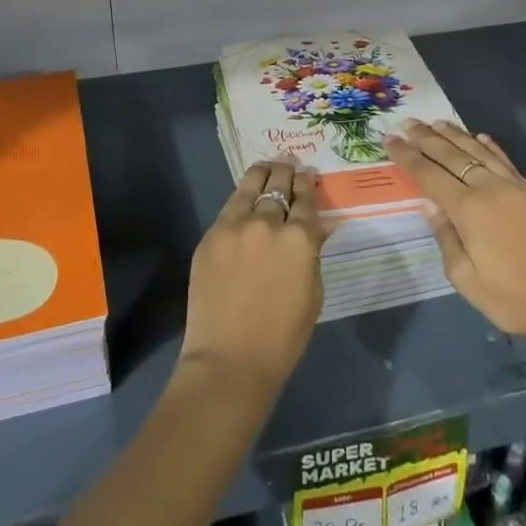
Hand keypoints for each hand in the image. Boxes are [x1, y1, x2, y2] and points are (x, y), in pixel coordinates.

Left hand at [179, 162, 326, 401]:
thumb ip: (312, 254)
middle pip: (279, 185)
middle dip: (287, 173)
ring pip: (250, 186)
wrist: (230, 359)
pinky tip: (245, 196)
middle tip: (289, 166)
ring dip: (263, 174)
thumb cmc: (283, 336)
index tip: (308, 176)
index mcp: (300, 238)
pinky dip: (241, 198)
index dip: (308, 185)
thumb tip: (314, 229)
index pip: (306, 199)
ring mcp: (235, 226)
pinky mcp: (211, 235)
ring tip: (268, 167)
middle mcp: (268, 223)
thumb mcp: (313, 293)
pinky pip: (229, 207)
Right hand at [384, 119, 525, 390]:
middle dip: (426, 138)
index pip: (429, 175)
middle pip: (451, 155)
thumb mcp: (466, 279)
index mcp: (468, 209)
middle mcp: (489, 188)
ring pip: (479, 151)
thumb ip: (445, 238)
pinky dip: (490, 146)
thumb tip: (430, 205)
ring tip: (437, 123)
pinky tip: (480, 137)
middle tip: (407, 123)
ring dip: (455, 135)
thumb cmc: (512, 298)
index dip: (407, 156)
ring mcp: (515, 187)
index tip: (389, 140)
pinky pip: (505, 161)